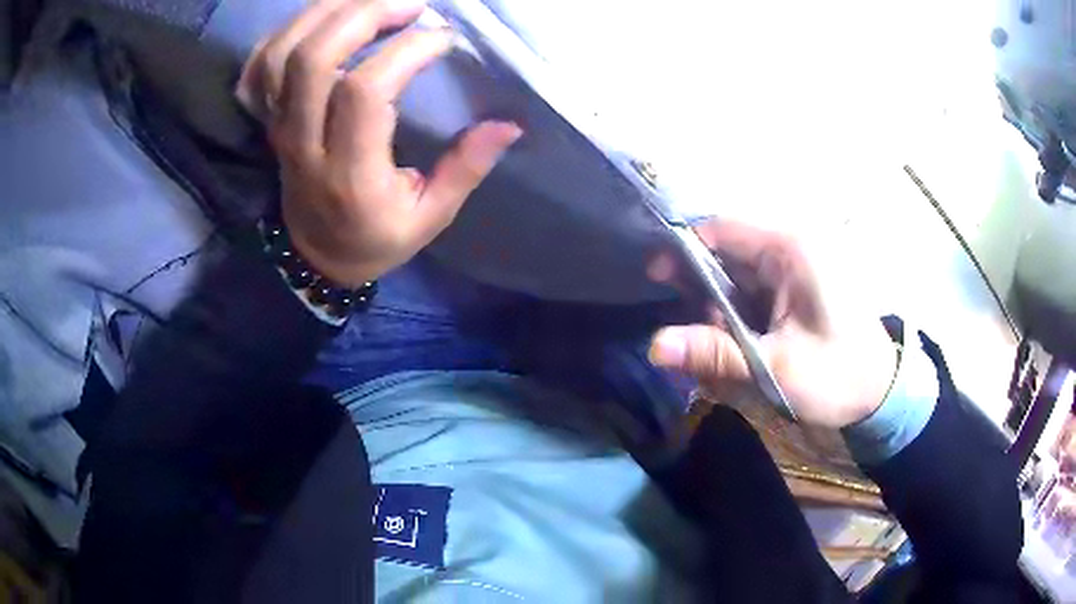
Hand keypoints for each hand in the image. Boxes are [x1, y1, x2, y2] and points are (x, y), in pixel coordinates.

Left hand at [236, 0, 520, 285]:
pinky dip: (287, 30)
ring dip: (327, 11)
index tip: (443, 39)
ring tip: (373, 0)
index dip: (406, 51)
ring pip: (283, 53)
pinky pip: (259, 66)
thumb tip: (509, 124)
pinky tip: (323, 20)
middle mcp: (303, 143)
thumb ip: (466, 168)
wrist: (314, 257)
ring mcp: (277, 127)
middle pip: (314, 58)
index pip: (364, 91)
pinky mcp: (266, 120)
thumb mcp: (429, 217)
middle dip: (365, 15)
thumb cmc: (375, 238)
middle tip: (411, 6)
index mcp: (348, 173)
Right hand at [648, 221, 897, 427]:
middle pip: (727, 253)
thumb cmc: (838, 375)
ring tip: (720, 348)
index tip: (658, 282)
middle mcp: (791, 247)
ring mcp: (794, 268)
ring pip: (737, 275)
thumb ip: (714, 353)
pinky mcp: (796, 288)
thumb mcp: (775, 367)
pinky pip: (753, 292)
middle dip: (703, 291)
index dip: (685, 249)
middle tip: (693, 333)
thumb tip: (654, 346)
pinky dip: (739, 316)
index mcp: (790, 249)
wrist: (880, 394)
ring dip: (721, 309)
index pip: (722, 229)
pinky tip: (740, 346)